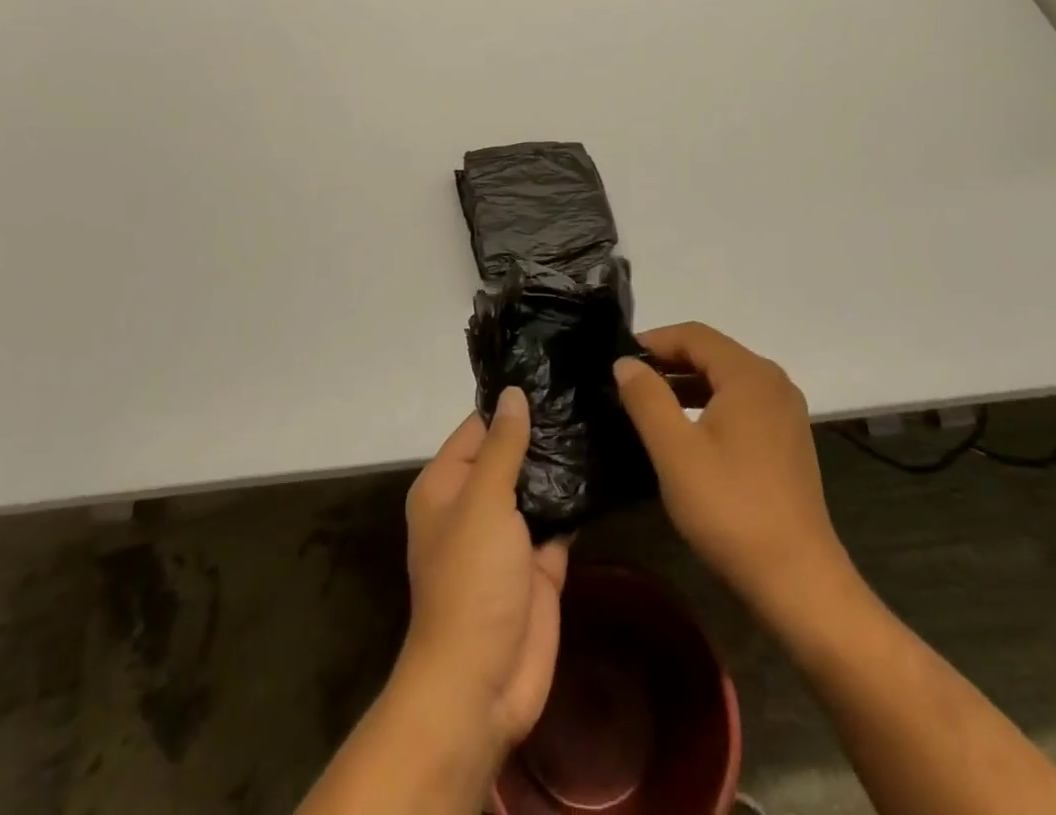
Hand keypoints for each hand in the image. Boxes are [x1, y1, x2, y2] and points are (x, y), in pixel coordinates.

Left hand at [398, 387, 568, 759]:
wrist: (482, 684)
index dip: (512, 403)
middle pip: (512, 453)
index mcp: (447, 484)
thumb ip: (503, 446)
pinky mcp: (540, 561)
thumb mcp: (483, 502)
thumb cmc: (470, 581)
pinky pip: (560, 518)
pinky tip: (608, 466)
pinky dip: (578, 500)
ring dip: (564, 462)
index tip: (553, 371)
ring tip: (605, 416)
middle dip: (545, 430)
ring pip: (539, 484)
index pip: (480, 427)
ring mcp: (510, 534)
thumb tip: (513, 394)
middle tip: (590, 389)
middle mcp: (476, 503)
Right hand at [614, 322, 854, 630]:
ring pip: (726, 379)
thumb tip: (625, 362)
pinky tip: (687, 431)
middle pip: (713, 352)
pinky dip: (710, 404)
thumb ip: (647, 398)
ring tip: (649, 403)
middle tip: (628, 381)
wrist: (798, 581)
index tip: (618, 359)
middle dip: (669, 361)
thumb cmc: (731, 509)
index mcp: (749, 375)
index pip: (694, 335)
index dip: (654, 340)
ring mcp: (785, 411)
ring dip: (687, 383)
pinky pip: (742, 403)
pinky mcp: (787, 439)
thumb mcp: (675, 452)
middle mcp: (773, 382)